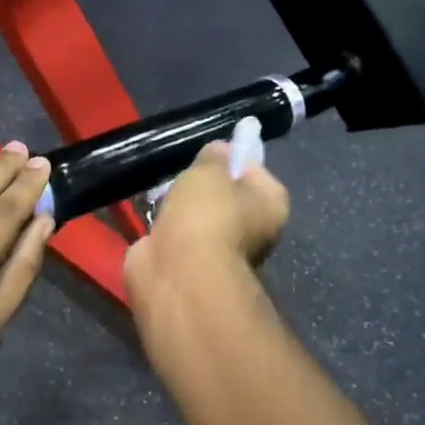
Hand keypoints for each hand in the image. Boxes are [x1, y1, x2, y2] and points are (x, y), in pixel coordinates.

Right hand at [123, 140, 289, 307]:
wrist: (179, 272)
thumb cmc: (206, 213)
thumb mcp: (210, 170)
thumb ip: (214, 156)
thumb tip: (219, 151)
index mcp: (271, 205)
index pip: (255, 170)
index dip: (232, 158)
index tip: (208, 153)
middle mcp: (255, 230)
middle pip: (227, 196)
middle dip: (203, 185)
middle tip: (182, 173)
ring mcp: (223, 251)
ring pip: (201, 217)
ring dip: (182, 207)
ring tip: (161, 193)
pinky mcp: (192, 265)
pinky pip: (180, 235)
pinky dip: (167, 228)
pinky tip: (152, 215)